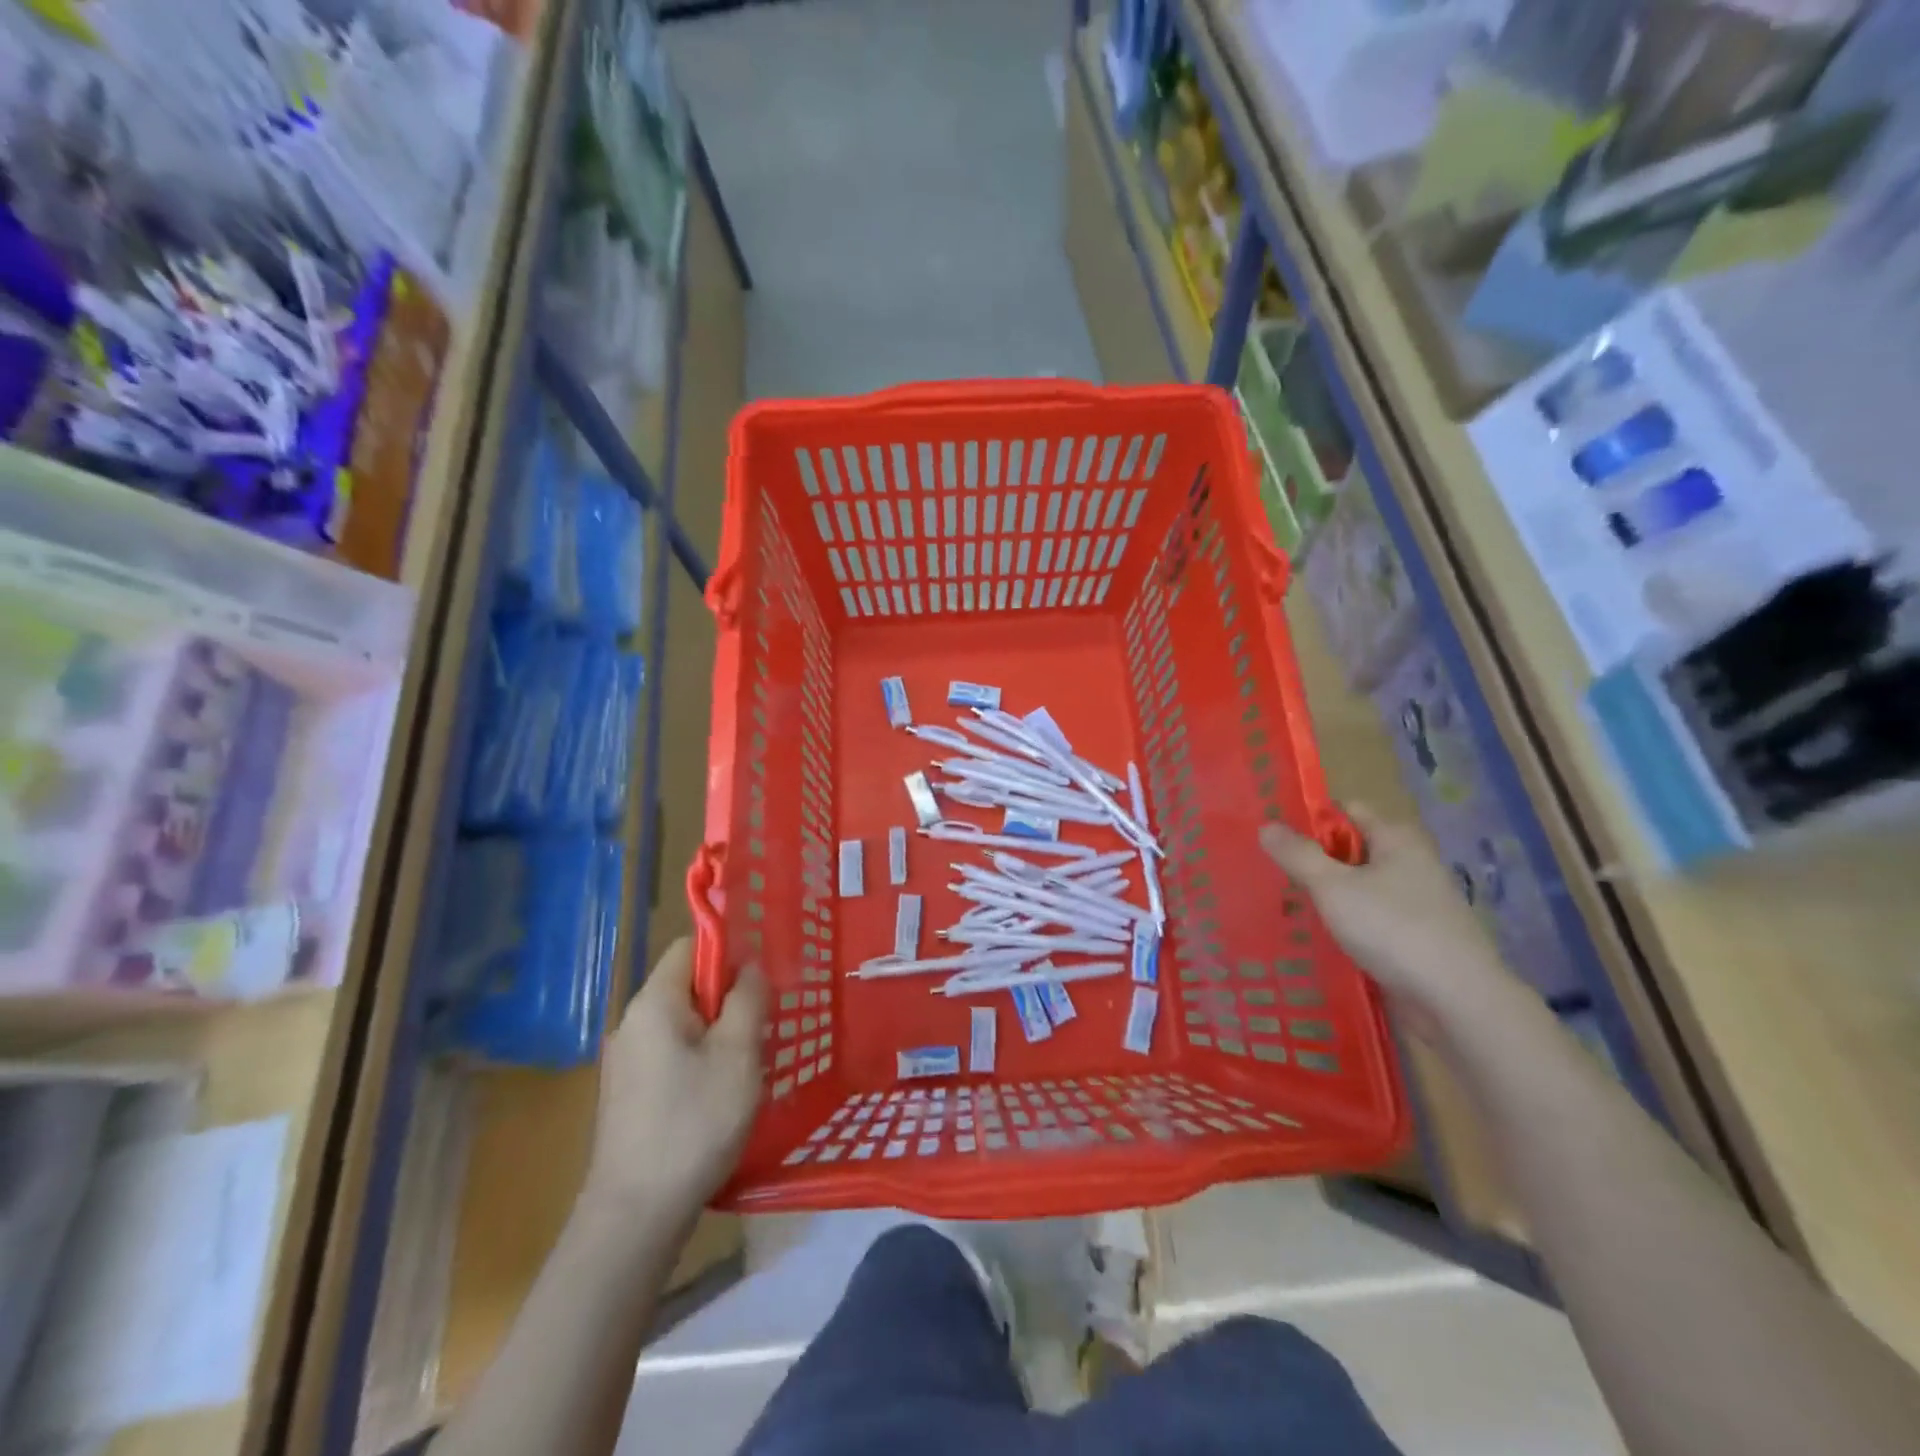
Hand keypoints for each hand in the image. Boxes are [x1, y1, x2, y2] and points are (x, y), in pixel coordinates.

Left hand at [582, 938, 764, 1226]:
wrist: (635, 1217)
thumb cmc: (693, 1123)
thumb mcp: (737, 1055)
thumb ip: (747, 999)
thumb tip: (749, 966)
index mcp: (653, 1003)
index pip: (689, 947)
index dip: (727, 951)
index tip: (760, 979)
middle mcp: (632, 1024)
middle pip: (686, 986)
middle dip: (728, 998)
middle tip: (764, 1026)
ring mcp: (626, 1062)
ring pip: (682, 1024)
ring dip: (718, 1033)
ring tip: (749, 1064)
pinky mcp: (629, 1095)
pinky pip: (671, 1055)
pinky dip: (700, 1060)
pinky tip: (721, 1095)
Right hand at [1260, 806, 1515, 1029]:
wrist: (1457, 1000)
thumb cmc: (1393, 929)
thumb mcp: (1333, 887)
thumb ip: (1298, 855)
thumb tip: (1267, 826)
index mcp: (1396, 838)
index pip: (1347, 810)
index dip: (1311, 818)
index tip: (1276, 836)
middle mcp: (1411, 863)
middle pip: (1352, 849)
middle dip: (1315, 860)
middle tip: (1272, 873)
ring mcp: (1417, 902)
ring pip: (1360, 887)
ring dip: (1329, 895)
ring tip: (1287, 906)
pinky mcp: (1417, 937)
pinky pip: (1372, 918)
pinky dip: (1347, 923)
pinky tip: (1320, 937)